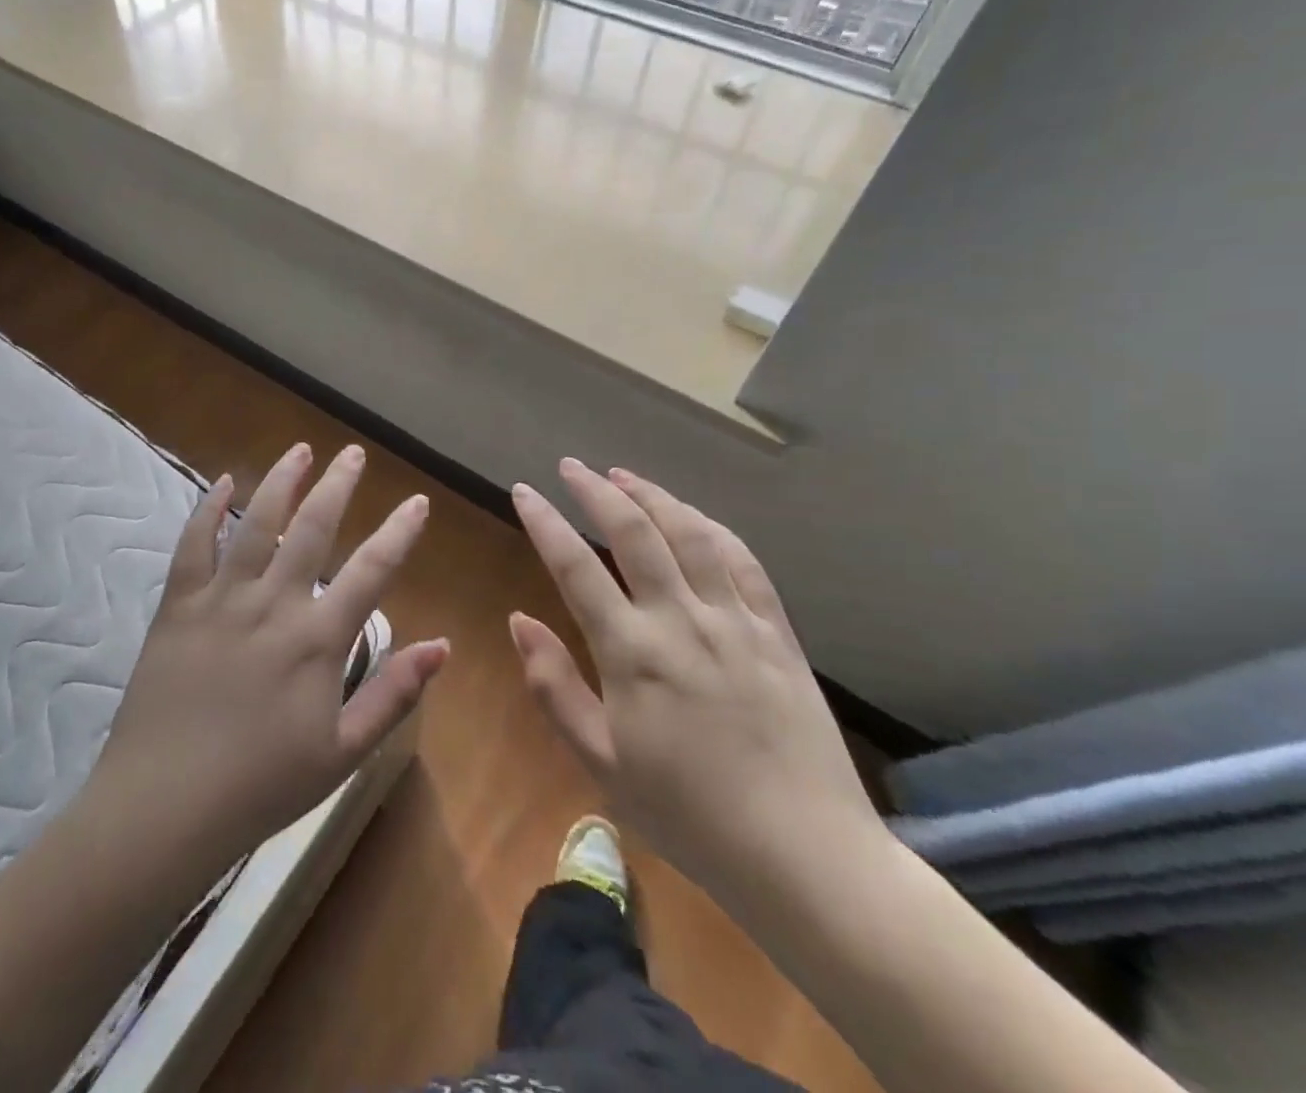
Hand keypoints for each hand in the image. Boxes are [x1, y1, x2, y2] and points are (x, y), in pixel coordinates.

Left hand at [87, 443, 447, 877]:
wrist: (165, 806)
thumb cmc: (262, 786)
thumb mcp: (343, 752)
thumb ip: (394, 694)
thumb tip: (443, 645)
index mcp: (318, 638)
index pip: (372, 569)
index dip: (400, 531)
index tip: (417, 501)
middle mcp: (274, 603)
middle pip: (314, 528)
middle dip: (338, 485)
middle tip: (353, 454)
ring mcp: (222, 598)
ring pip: (257, 522)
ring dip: (282, 481)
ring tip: (301, 449)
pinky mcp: (179, 605)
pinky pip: (194, 545)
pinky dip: (208, 510)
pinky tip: (221, 483)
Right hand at [509, 459, 883, 912]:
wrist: (806, 856)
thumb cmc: (689, 815)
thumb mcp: (601, 762)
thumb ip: (553, 686)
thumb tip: (518, 620)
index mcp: (633, 652)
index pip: (576, 567)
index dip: (545, 522)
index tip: (523, 491)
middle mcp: (682, 620)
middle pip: (635, 532)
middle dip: (596, 491)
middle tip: (571, 467)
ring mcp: (735, 621)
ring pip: (690, 534)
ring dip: (652, 496)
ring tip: (623, 476)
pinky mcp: (776, 632)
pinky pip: (742, 561)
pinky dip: (711, 527)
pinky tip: (693, 517)